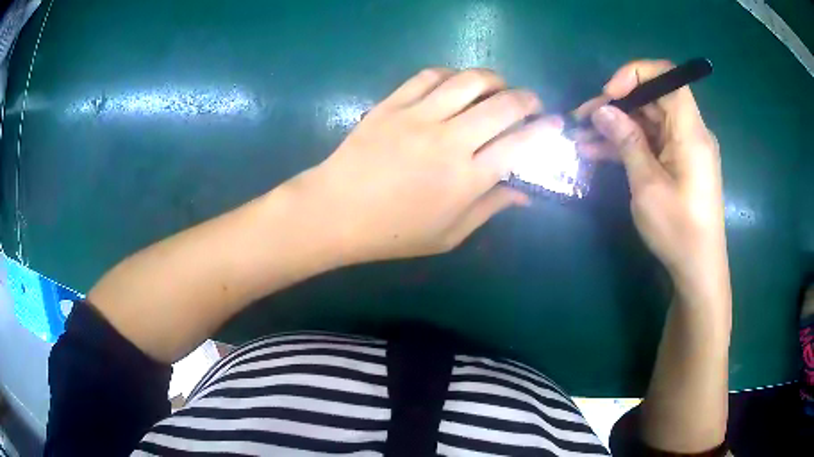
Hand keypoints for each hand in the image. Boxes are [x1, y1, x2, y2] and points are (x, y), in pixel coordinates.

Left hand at [293, 68, 560, 262]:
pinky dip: (452, 74)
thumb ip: (489, 209)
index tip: (556, 123)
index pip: (520, 144)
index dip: (545, 130)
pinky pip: (430, 76)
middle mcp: (449, 141)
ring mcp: (418, 116)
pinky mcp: (393, 103)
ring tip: (498, 87)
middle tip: (531, 104)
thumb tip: (524, 193)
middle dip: (528, 99)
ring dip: (494, 79)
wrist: (335, 212)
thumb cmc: (393, 233)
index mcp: (466, 179)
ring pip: (470, 80)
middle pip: (504, 104)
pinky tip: (457, 84)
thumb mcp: (448, 235)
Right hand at [575, 60, 726, 289]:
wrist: (698, 269)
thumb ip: (627, 142)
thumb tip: (602, 110)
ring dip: (617, 126)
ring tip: (582, 138)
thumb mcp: (648, 186)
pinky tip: (598, 152)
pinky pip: (652, 142)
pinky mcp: (679, 163)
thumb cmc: (678, 230)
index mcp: (691, 132)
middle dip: (617, 104)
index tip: (609, 95)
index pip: (667, 77)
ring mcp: (684, 148)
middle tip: (583, 119)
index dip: (635, 74)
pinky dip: (628, 144)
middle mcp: (691, 132)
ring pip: (648, 121)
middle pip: (653, 99)